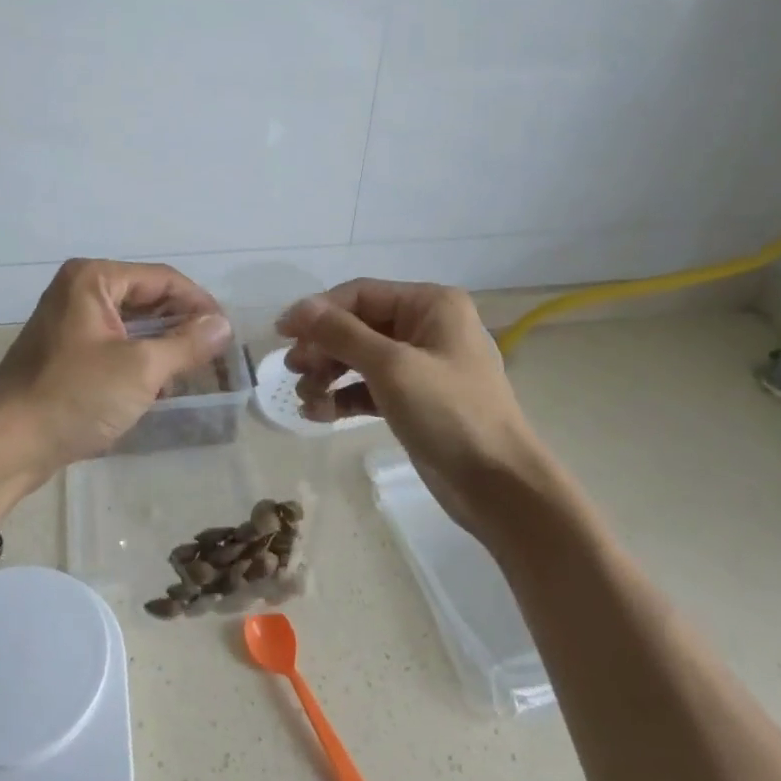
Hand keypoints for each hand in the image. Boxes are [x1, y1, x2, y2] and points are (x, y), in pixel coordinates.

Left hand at [0, 259, 231, 513]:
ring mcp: (70, 323)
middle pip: (147, 299)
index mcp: (93, 279)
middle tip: (216, 354)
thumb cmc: (75, 397)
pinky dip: (141, 360)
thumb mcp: (141, 369)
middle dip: (182, 326)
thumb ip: (187, 344)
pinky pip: (115, 345)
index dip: (199, 304)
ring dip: (164, 345)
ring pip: (133, 325)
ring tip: (196, 371)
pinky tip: (161, 385)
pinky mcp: (66, 354)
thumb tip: (223, 325)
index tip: (227, 333)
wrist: (7, 446)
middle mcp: (79, 291)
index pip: (163, 280)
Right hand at [277, 280, 564, 531]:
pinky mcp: (414, 399)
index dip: (318, 311)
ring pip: (360, 358)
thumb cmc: (449, 413)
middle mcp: (426, 326)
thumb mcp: (391, 367)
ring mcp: (421, 364)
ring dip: (328, 374)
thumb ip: (342, 333)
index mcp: (431, 304)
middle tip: (293, 371)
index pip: (360, 294)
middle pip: (357, 325)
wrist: (499, 486)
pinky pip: (369, 387)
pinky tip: (319, 413)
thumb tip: (298, 308)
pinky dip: (344, 397)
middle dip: (322, 347)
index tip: (281, 334)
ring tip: (306, 398)